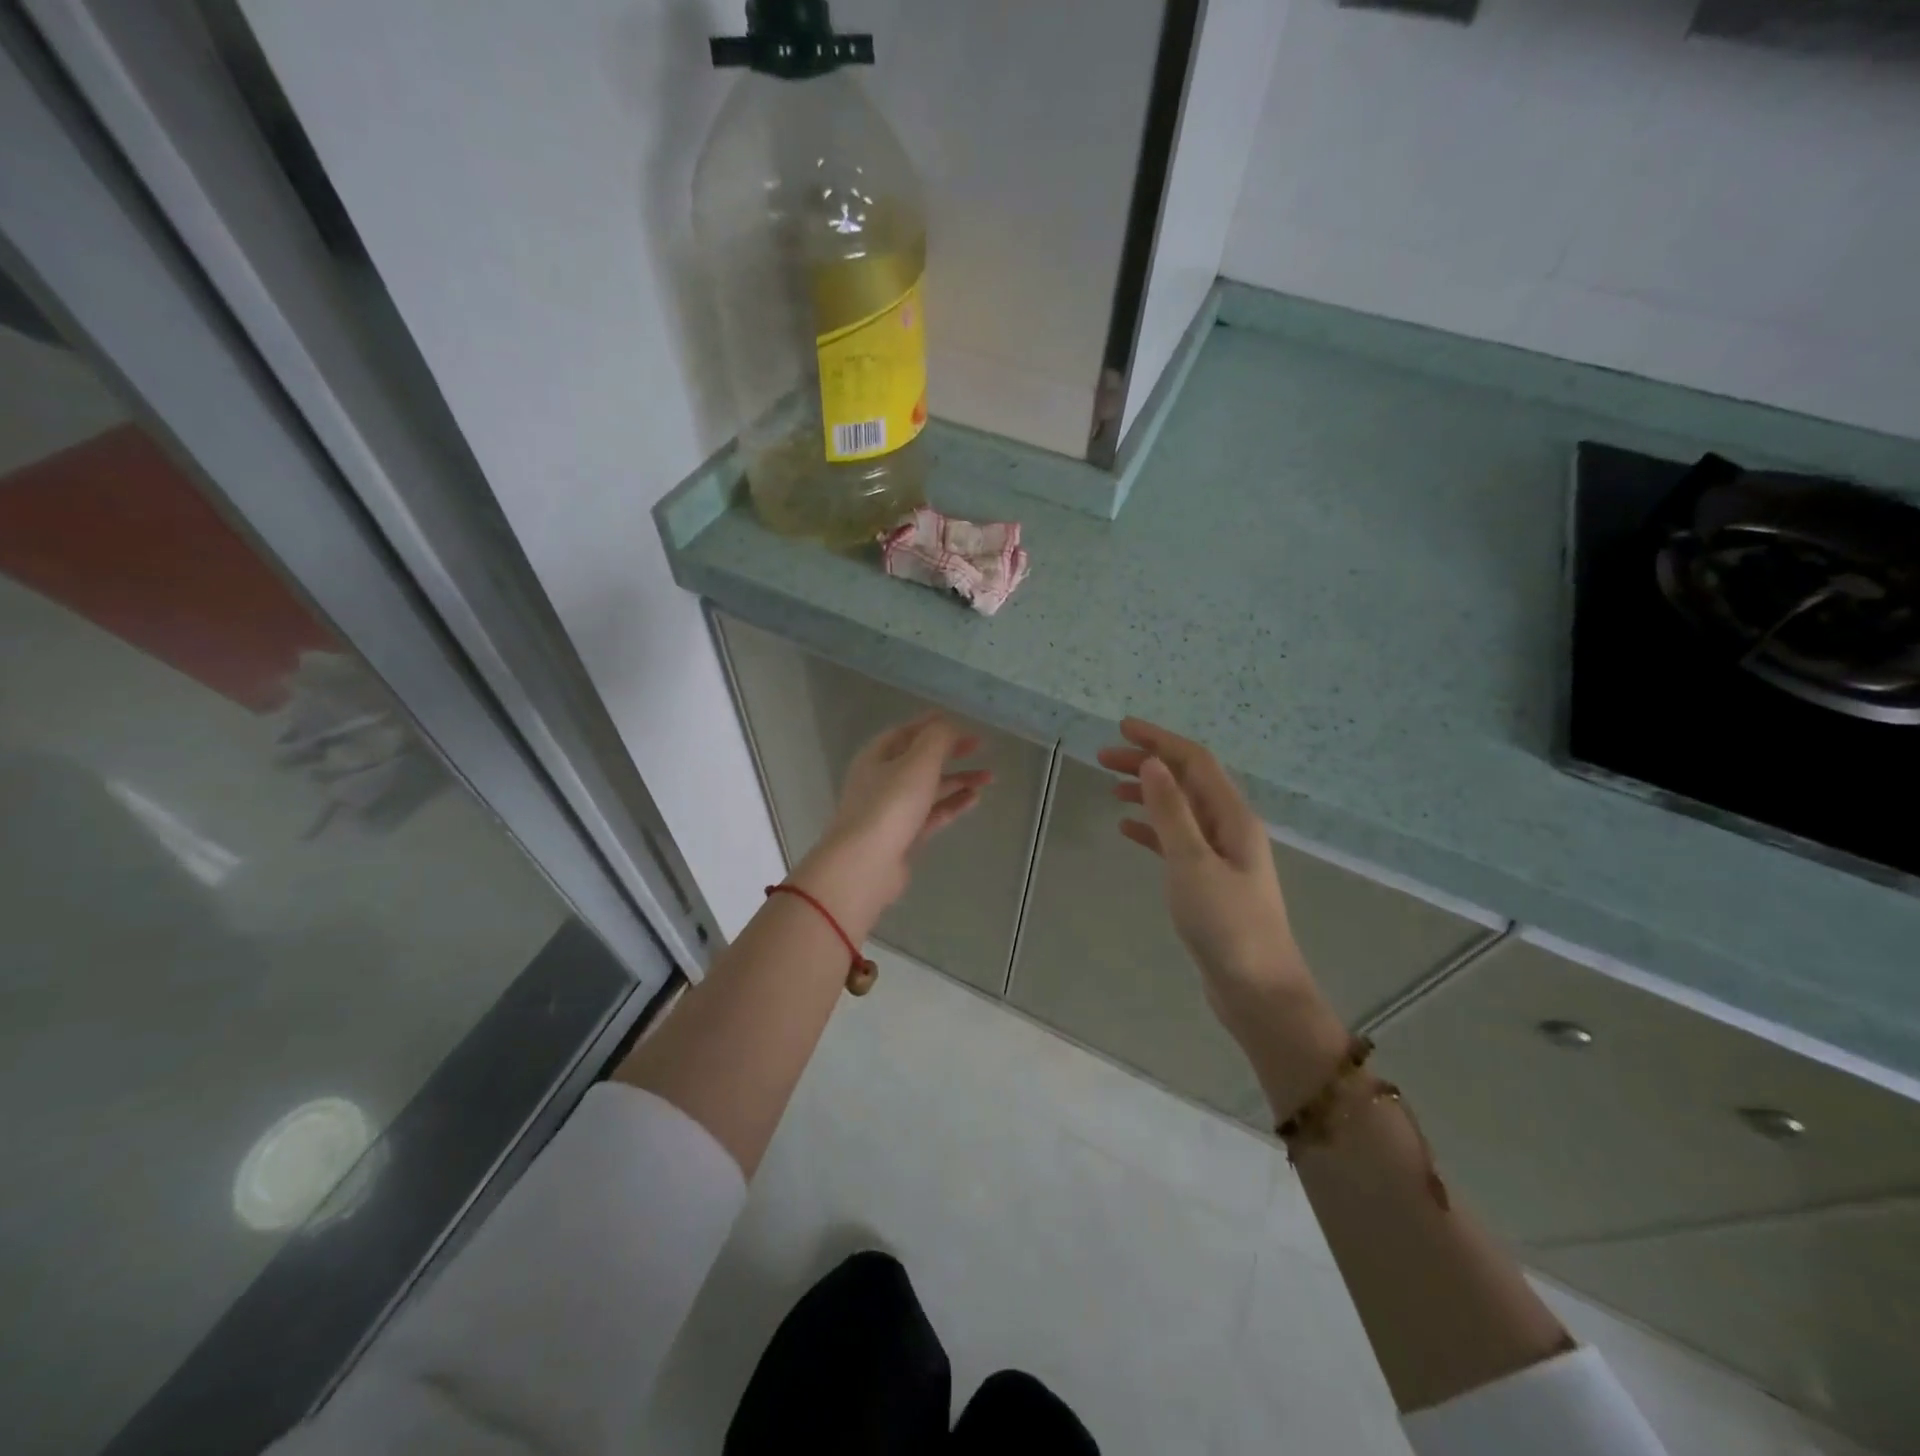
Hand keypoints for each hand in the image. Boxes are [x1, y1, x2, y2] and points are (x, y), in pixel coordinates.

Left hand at [793, 713, 991, 938]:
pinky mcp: (904, 835)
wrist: (866, 865)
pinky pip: (932, 813)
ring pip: (929, 788)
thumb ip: (938, 739)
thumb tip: (950, 727)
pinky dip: (953, 804)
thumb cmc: (890, 805)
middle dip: (950, 752)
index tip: (961, 722)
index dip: (933, 725)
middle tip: (979, 747)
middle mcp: (881, 779)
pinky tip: (975, 799)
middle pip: (919, 759)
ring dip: (957, 779)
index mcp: (877, 756)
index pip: (907, 732)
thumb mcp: (918, 762)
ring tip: (989, 777)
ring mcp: (892, 810)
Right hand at [1099, 718, 1345, 1111]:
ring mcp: (1221, 855)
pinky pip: (1176, 840)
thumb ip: (1171, 811)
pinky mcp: (1209, 880)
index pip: (1194, 761)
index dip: (1159, 740)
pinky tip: (1128, 829)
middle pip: (1187, 781)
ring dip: (1148, 793)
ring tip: (1110, 788)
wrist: (1257, 990)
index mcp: (1232, 817)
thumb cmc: (1227, 925)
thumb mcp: (1193, 863)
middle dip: (1148, 763)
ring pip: (1180, 809)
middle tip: (1103, 758)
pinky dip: (1152, 827)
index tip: (1121, 727)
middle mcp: (1230, 828)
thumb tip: (1152, 762)